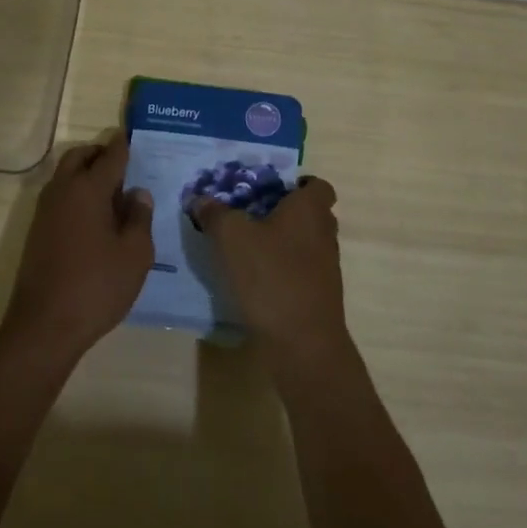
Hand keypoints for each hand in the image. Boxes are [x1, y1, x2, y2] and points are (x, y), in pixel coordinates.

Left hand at [0, 133, 155, 364]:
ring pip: (65, 175)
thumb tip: (137, 193)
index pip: (110, 157)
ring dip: (85, 172)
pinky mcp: (37, 231)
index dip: (123, 146)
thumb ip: (139, 218)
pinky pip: (59, 196)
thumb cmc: (97, 286)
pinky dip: (76, 192)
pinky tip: (94, 216)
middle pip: (79, 157)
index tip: (131, 136)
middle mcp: (63, 191)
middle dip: (99, 153)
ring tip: (112, 190)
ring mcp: (45, 211)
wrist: (45, 325)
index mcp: (88, 189)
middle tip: (122, 163)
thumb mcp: (135, 254)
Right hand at [192, 178, 351, 381]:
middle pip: (310, 213)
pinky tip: (255, 278)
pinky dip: (282, 268)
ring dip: (282, 242)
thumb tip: (200, 199)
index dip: (297, 184)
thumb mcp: (231, 237)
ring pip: (305, 242)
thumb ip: (215, 214)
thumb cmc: (271, 276)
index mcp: (310, 210)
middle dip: (283, 212)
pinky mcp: (319, 295)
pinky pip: (301, 270)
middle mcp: (324, 233)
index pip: (317, 185)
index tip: (269, 190)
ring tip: (246, 246)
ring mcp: (326, 267)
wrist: (302, 343)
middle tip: (249, 214)